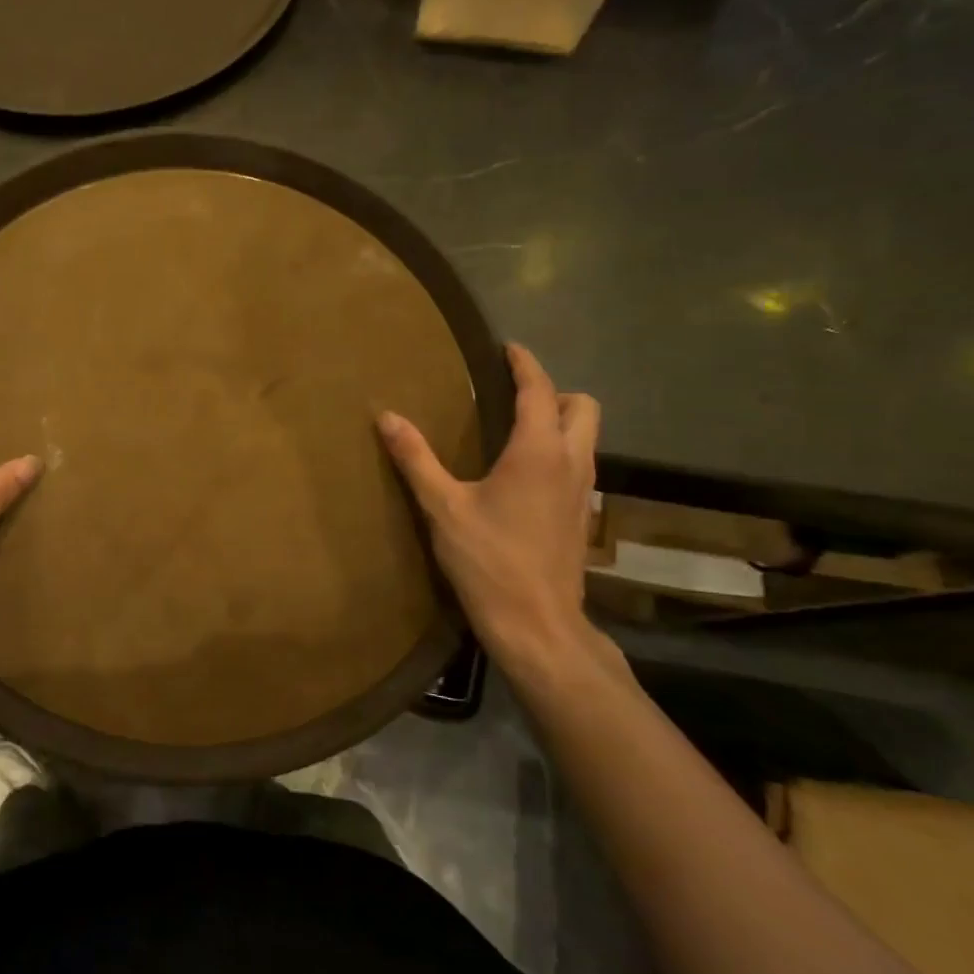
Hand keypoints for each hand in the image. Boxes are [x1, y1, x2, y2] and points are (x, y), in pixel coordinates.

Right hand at [378, 343, 610, 683]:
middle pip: (583, 407)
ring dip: (561, 421)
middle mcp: (571, 463)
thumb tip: (386, 416)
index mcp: (538, 451)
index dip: (524, 364)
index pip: (539, 390)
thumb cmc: (489, 561)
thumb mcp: (443, 507)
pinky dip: (561, 451)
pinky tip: (526, 475)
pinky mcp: (582, 517)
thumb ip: (416, 458)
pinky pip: (580, 464)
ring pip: (587, 437)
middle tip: (514, 395)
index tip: (507, 348)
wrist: (538, 625)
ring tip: (516, 429)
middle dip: (554, 391)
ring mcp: (583, 492)